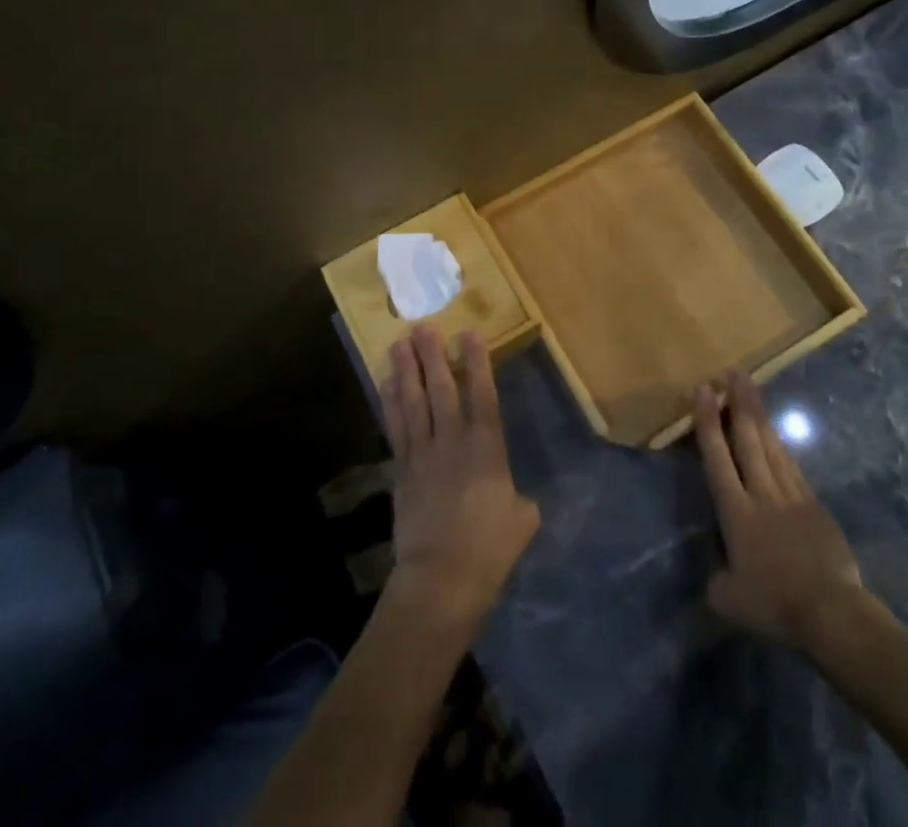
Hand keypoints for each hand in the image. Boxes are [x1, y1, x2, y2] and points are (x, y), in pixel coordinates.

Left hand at [383, 325, 539, 636]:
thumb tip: (512, 497)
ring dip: (407, 371)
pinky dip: (390, 402)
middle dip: (434, 356)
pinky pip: (395, 427)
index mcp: (488, 449)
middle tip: (424, 326)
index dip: (477, 362)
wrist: (442, 580)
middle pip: (441, 390)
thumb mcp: (521, 520)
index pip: (483, 395)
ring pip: (414, 403)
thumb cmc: (489, 550)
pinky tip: (386, 382)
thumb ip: (517, 498)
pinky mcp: (401, 470)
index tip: (470, 333)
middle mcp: (453, 442)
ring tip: (400, 343)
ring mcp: (423, 454)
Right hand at [695, 370, 890, 654]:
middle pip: (747, 440)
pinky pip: (792, 467)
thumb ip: (717, 580)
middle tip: (733, 372)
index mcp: (736, 512)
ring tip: (750, 388)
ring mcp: (791, 496)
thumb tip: (717, 573)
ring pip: (771, 446)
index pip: (717, 458)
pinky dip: (781, 445)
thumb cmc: (775, 605)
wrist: (831, 612)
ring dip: (759, 415)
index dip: (708, 422)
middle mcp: (761, 494)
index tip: (703, 390)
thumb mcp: (729, 600)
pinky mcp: (814, 505)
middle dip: (738, 403)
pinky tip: (776, 434)